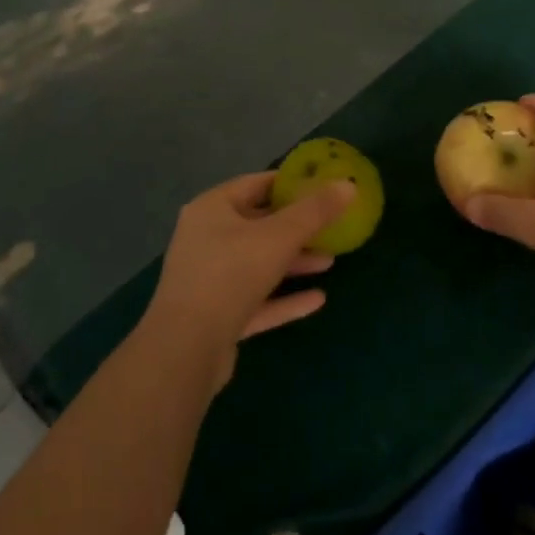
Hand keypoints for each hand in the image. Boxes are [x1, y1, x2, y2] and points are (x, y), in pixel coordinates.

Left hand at [141, 171, 352, 392]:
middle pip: (258, 225)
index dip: (290, 184)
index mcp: (212, 209)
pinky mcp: (215, 317)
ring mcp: (208, 280)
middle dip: (297, 227)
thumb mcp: (279, 236)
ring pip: (258, 263)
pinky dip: (283, 298)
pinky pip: (256, 300)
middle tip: (330, 226)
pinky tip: (317, 300)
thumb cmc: (231, 274)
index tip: (322, 187)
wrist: (185, 350)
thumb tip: (348, 184)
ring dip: (293, 262)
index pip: (256, 184)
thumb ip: (315, 211)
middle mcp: (205, 239)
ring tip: (329, 262)